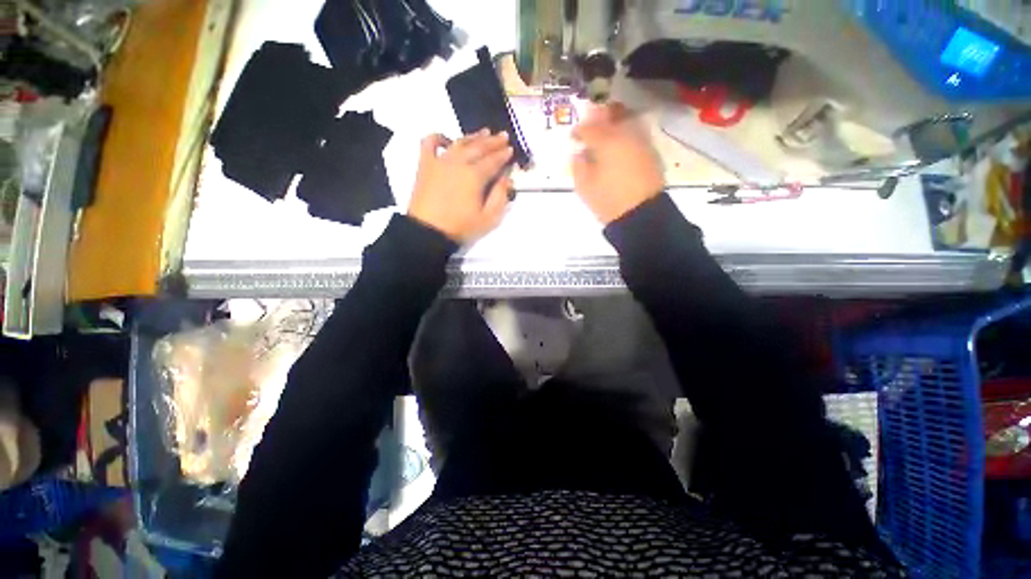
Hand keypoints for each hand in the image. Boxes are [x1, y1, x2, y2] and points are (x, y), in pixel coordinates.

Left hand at [407, 130, 513, 242]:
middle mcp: (459, 163)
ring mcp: (440, 161)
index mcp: (475, 176)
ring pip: (459, 142)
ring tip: (484, 132)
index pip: (493, 161)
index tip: (511, 149)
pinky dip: (437, 137)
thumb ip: (500, 197)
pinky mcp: (425, 165)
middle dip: (493, 142)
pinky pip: (429, 144)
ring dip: (473, 136)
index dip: (503, 155)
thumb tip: (506, 179)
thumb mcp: (488, 218)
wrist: (428, 231)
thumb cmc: (461, 227)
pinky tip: (446, 138)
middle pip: (478, 148)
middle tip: (503, 136)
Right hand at [571, 103, 664, 223]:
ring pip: (628, 118)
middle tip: (591, 127)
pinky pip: (637, 132)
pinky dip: (626, 134)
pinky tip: (620, 147)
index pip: (589, 127)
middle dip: (599, 116)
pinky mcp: (651, 151)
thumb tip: (580, 152)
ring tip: (606, 135)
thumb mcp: (584, 185)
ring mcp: (641, 141)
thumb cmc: (608, 199)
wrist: (640, 213)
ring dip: (615, 122)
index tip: (573, 137)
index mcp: (606, 141)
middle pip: (613, 112)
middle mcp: (626, 134)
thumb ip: (578, 164)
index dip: (579, 130)